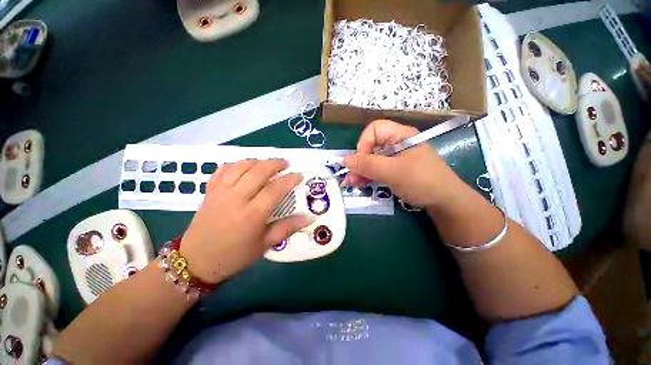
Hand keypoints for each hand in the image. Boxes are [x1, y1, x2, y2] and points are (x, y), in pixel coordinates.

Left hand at [179, 159, 312, 283]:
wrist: (196, 262)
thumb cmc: (235, 256)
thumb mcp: (265, 245)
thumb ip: (287, 228)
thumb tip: (309, 218)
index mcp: (252, 214)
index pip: (275, 189)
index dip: (289, 179)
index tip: (299, 175)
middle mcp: (236, 199)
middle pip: (258, 171)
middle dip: (275, 163)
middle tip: (286, 163)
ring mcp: (220, 192)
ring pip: (240, 166)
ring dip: (257, 160)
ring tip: (268, 162)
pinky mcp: (209, 191)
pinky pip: (223, 170)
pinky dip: (236, 164)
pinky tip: (245, 165)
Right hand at [342, 119, 462, 207]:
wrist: (445, 202)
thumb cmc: (421, 181)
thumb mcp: (392, 171)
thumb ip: (367, 165)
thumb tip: (344, 160)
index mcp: (400, 136)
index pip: (374, 130)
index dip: (364, 143)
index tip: (360, 161)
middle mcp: (396, 144)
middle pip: (371, 146)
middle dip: (359, 162)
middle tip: (350, 177)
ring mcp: (396, 158)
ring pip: (372, 160)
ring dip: (360, 171)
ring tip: (351, 183)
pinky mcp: (395, 170)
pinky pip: (377, 169)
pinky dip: (367, 176)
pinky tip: (359, 183)